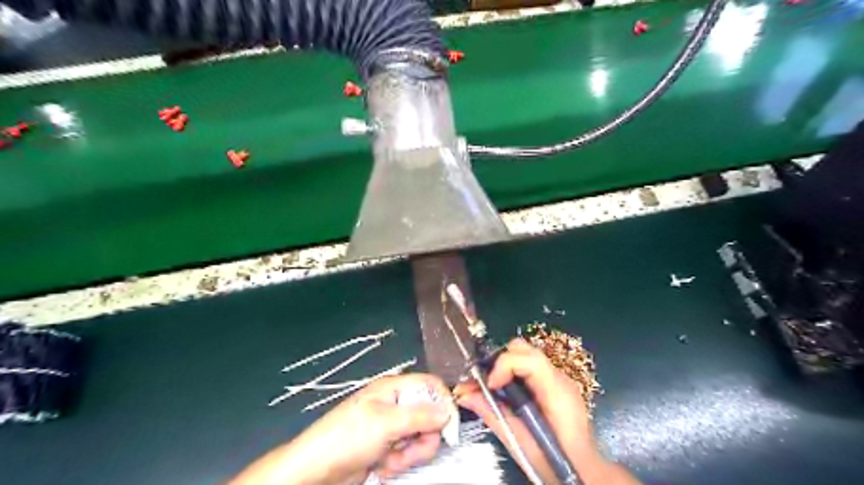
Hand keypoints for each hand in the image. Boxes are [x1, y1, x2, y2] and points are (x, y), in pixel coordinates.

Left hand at [230, 374, 458, 484]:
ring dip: (409, 454)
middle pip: (430, 416)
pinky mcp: (389, 447)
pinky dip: (399, 463)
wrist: (317, 472)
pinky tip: (382, 466)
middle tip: (407, 448)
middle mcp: (396, 404)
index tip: (449, 427)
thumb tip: (448, 411)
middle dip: (422, 437)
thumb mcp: (385, 423)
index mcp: (395, 388)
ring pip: (421, 438)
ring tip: (389, 460)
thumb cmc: (348, 437)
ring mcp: (392, 427)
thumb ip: (419, 415)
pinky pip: (408, 453)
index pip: (430, 385)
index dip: (443, 402)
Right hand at [454, 338, 635, 484]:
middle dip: (499, 360)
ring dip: (503, 366)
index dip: (503, 365)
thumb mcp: (519, 443)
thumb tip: (464, 395)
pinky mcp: (554, 384)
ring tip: (489, 387)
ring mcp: (559, 379)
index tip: (488, 385)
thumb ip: (492, 414)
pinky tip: (503, 392)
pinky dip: (512, 373)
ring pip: (525, 355)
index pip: (528, 359)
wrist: (583, 473)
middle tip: (484, 382)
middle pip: (525, 349)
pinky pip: (529, 368)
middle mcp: (559, 378)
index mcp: (556, 392)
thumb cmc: (554, 462)